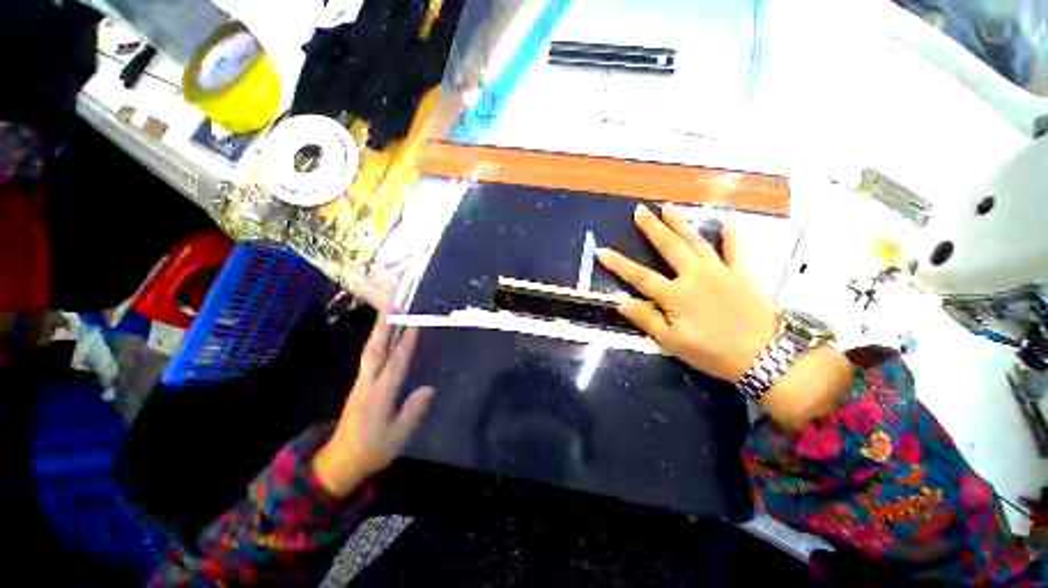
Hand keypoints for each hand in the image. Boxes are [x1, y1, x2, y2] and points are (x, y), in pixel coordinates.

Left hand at [312, 312, 433, 496]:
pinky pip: (370, 357)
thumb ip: (412, 412)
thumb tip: (429, 389)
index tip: (414, 323)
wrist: (339, 461)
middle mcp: (368, 383)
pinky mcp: (360, 384)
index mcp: (379, 395)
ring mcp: (361, 382)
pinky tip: (384, 335)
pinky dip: (377, 341)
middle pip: (376, 349)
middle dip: (384, 325)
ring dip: (379, 329)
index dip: (405, 343)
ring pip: (370, 350)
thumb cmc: (372, 450)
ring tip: (388, 311)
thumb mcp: (397, 437)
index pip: (395, 363)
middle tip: (392, 304)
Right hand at [597, 203, 778, 382]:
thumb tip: (620, 303)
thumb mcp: (673, 342)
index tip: (602, 250)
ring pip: (695, 241)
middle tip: (640, 209)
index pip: (639, 276)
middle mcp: (694, 276)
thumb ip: (646, 319)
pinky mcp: (742, 272)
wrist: (766, 356)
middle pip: (668, 247)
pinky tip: (728, 219)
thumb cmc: (713, 353)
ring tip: (668, 207)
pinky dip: (732, 234)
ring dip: (680, 223)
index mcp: (675, 295)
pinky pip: (735, 249)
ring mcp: (719, 271)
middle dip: (651, 227)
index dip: (618, 264)